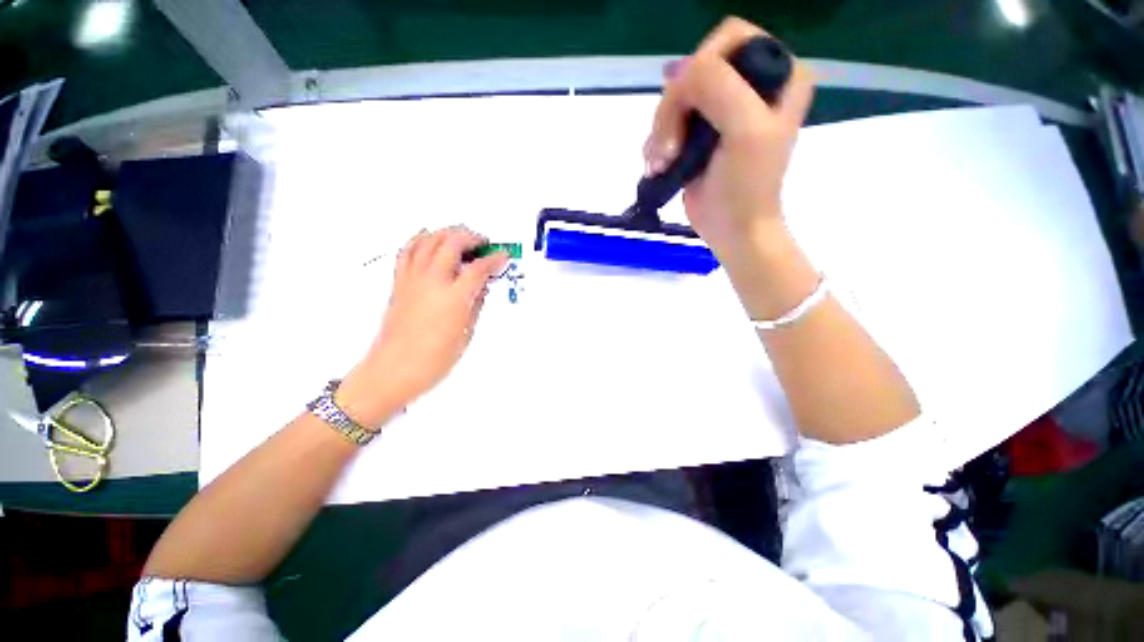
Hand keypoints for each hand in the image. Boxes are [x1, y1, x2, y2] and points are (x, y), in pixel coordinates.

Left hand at [337, 227, 507, 427]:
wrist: (394, 369)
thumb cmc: (433, 359)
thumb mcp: (466, 333)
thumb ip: (475, 305)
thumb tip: (480, 288)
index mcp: (453, 298)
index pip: (478, 268)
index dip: (494, 259)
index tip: (502, 256)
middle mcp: (432, 282)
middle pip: (452, 243)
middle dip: (471, 237)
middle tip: (483, 243)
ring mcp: (412, 279)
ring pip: (428, 240)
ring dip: (447, 233)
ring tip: (460, 236)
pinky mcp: (399, 282)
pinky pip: (407, 250)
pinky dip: (420, 239)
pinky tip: (429, 239)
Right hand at [643, 17, 813, 260]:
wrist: (731, 228)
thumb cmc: (746, 186)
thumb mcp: (745, 130)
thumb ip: (718, 87)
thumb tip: (679, 74)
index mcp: (777, 73)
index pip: (730, 38)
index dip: (702, 65)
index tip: (689, 106)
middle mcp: (749, 85)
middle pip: (695, 69)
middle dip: (674, 108)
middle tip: (670, 147)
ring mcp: (720, 111)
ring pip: (675, 97)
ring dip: (661, 131)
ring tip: (662, 162)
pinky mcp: (697, 135)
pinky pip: (666, 122)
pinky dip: (656, 144)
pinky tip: (659, 166)